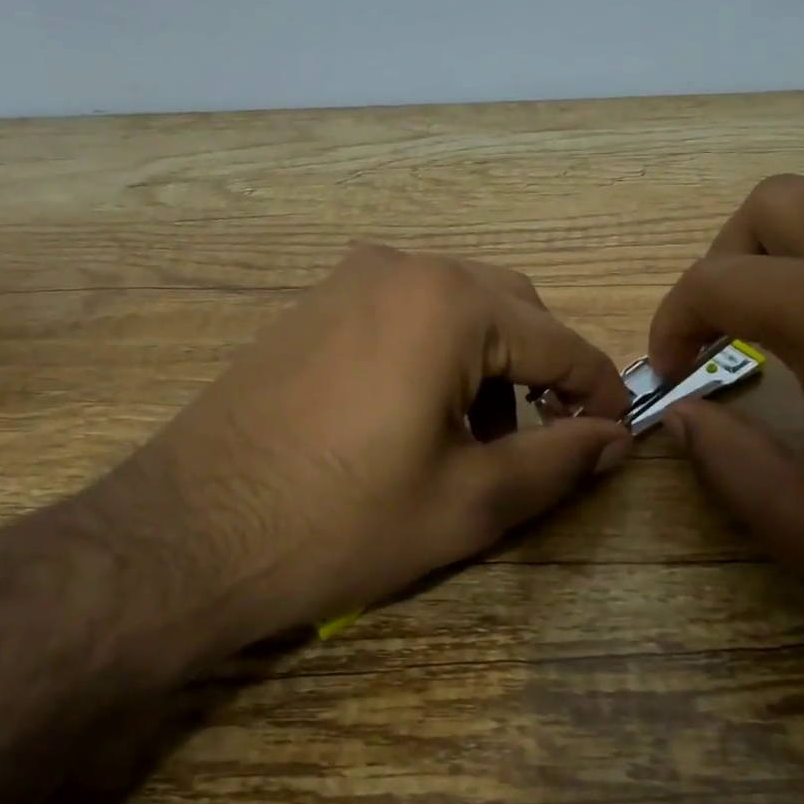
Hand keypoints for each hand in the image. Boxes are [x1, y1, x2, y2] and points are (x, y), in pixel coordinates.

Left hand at [89, 246, 632, 650]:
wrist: (184, 535)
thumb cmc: (339, 523)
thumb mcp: (467, 502)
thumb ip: (557, 461)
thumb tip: (614, 436)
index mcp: (449, 303)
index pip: (558, 340)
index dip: (600, 388)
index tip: (620, 430)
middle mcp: (404, 267)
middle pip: (511, 307)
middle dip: (542, 370)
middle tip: (548, 436)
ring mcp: (351, 279)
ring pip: (459, 305)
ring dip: (490, 360)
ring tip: (480, 437)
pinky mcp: (316, 304)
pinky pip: (406, 311)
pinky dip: (439, 351)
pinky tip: (421, 412)